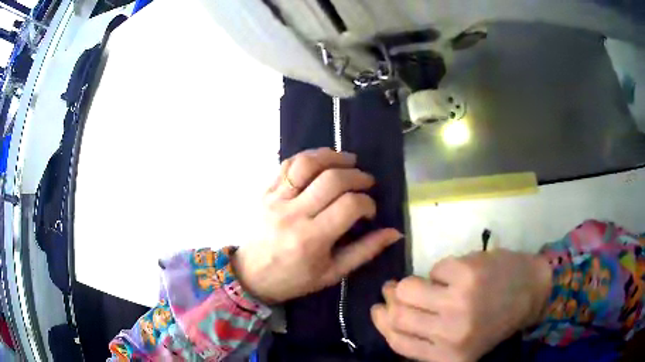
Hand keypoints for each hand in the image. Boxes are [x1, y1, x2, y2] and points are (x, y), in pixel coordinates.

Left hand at [232, 148, 401, 303]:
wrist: (251, 276)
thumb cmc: (293, 279)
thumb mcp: (332, 273)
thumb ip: (365, 251)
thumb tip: (395, 232)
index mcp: (312, 239)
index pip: (349, 205)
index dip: (367, 202)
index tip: (370, 210)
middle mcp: (293, 214)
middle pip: (332, 179)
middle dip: (357, 176)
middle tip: (367, 181)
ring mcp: (275, 199)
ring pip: (306, 164)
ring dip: (332, 156)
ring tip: (348, 160)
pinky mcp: (265, 192)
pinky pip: (286, 164)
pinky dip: (307, 157)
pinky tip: (321, 160)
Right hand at [371, 249, 551, 361]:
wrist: (531, 291)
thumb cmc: (495, 321)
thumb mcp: (460, 345)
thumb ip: (427, 341)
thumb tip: (389, 316)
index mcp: (448, 357)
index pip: (398, 343)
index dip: (382, 324)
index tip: (378, 310)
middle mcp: (451, 334)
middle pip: (398, 316)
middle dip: (391, 300)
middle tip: (393, 289)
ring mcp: (459, 302)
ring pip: (408, 288)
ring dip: (410, 283)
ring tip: (420, 281)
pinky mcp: (467, 273)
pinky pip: (436, 269)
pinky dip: (442, 270)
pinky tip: (455, 274)